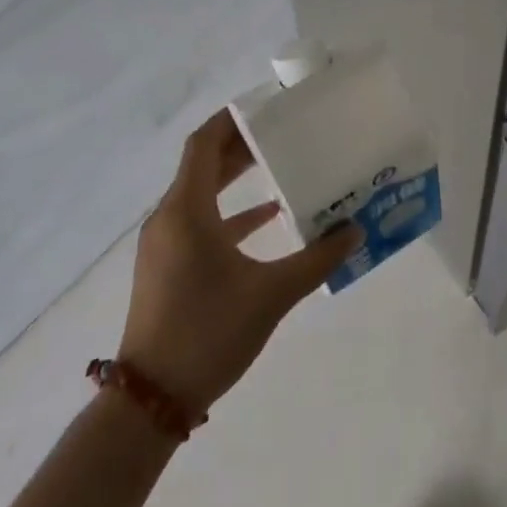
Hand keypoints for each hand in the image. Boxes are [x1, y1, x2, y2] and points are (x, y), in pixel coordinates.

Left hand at [118, 110, 359, 413]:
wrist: (150, 401)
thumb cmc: (208, 333)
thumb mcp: (272, 294)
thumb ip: (317, 258)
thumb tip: (356, 229)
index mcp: (186, 211)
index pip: (203, 144)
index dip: (231, 119)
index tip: (266, 105)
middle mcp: (169, 218)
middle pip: (203, 164)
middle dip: (241, 144)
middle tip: (283, 129)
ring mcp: (165, 244)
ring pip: (201, 193)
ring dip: (236, 176)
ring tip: (279, 162)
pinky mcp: (168, 266)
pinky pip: (200, 222)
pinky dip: (231, 213)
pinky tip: (267, 217)